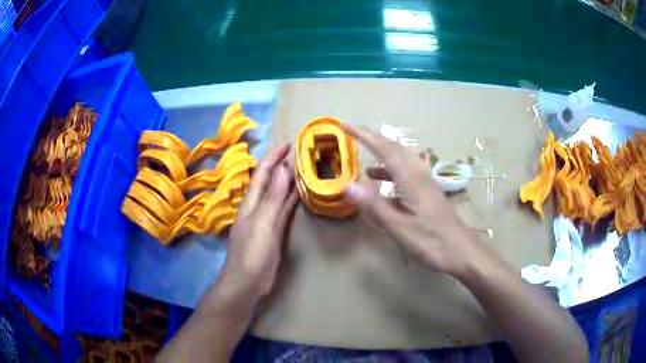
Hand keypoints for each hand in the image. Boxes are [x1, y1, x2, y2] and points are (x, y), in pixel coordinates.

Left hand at [217, 142, 297, 299]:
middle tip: (301, 153)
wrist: (247, 282)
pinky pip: (283, 210)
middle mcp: (257, 207)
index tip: (289, 143)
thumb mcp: (263, 223)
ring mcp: (266, 220)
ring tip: (304, 169)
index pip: (263, 173)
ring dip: (288, 181)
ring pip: (278, 195)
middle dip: (281, 165)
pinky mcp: (274, 232)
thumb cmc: (252, 253)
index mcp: (251, 202)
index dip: (274, 157)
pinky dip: (291, 200)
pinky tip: (300, 195)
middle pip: (270, 181)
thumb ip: (273, 197)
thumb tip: (282, 169)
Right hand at [344, 125, 482, 276]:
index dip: (366, 136)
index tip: (347, 126)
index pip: (386, 150)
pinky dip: (392, 174)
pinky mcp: (429, 195)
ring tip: (365, 162)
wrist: (462, 252)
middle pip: (396, 149)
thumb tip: (348, 185)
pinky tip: (386, 187)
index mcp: (412, 181)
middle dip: (374, 139)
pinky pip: (407, 175)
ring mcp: (426, 185)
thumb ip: (375, 206)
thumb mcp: (400, 228)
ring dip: (384, 156)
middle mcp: (420, 176)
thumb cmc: (432, 242)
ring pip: (403, 161)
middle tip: (354, 134)